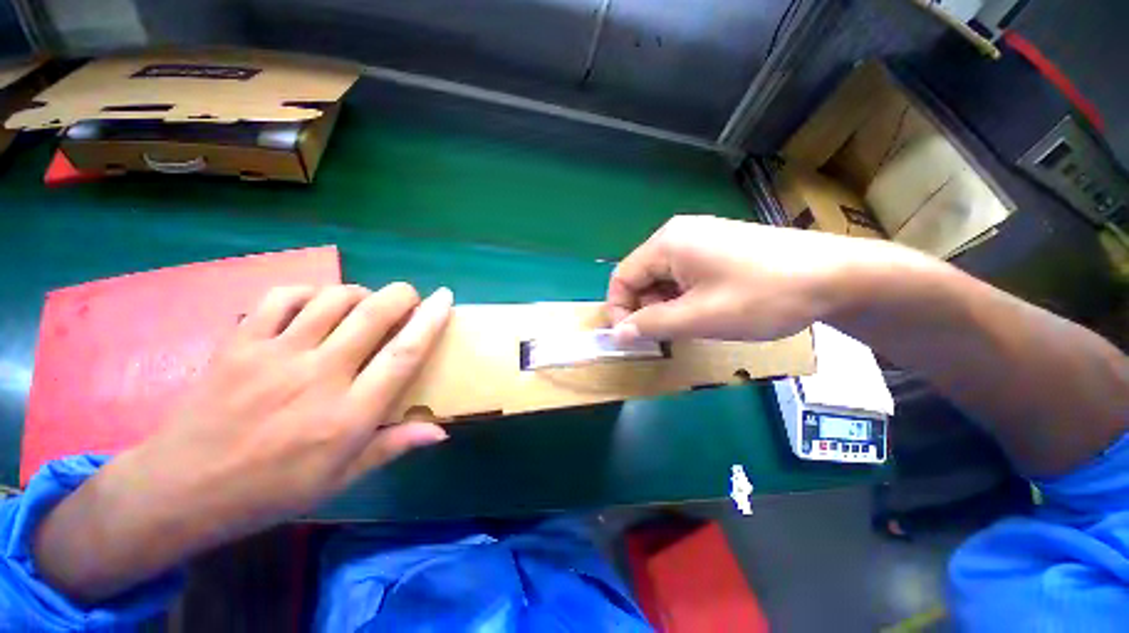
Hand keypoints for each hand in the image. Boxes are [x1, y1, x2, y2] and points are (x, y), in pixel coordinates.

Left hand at [36, 282, 452, 602]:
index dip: (430, 321)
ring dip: (359, 293)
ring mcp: (274, 355)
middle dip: (401, 295)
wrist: (181, 489)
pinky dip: (308, 292)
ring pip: (331, 298)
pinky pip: (282, 297)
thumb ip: (393, 446)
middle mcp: (318, 376)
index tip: (446, 299)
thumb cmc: (271, 490)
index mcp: (347, 414)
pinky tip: (315, 304)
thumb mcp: (340, 479)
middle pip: (372, 314)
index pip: (403, 355)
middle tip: (410, 297)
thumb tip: (441, 430)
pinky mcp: (239, 343)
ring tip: (364, 305)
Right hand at [606, 215, 908, 340]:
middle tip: (668, 334)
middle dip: (646, 308)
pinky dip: (684, 296)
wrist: (837, 276)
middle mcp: (678, 234)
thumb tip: (617, 333)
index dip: (619, 310)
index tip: (632, 337)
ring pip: (663, 278)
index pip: (622, 277)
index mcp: (667, 243)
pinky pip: (684, 274)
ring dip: (666, 305)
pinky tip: (707, 309)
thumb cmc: (763, 296)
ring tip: (692, 324)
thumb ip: (652, 324)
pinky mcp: (718, 247)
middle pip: (641, 276)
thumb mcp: (700, 317)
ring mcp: (700, 238)